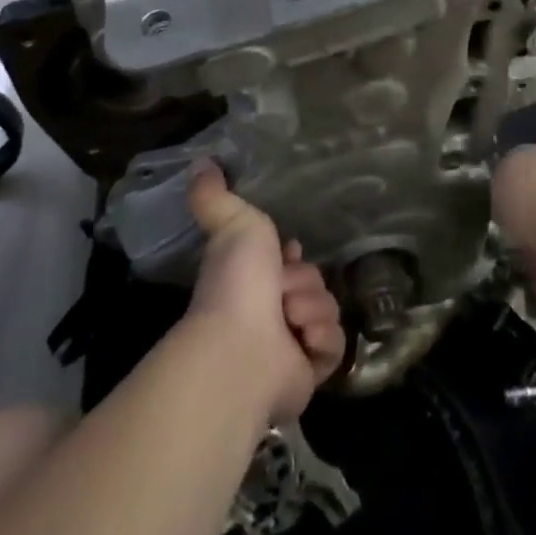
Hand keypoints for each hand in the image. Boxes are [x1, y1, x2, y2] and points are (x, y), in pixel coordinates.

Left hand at [186, 165, 346, 425]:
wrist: (242, 348)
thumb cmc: (237, 282)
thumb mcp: (231, 222)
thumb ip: (215, 195)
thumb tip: (200, 162)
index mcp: (255, 279)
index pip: (292, 261)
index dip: (294, 257)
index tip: (288, 253)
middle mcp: (271, 311)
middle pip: (314, 281)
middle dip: (303, 283)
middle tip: (281, 294)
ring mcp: (290, 344)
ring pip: (328, 310)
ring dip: (312, 311)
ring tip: (290, 322)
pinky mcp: (309, 372)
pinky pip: (335, 345)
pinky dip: (322, 340)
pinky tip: (304, 342)